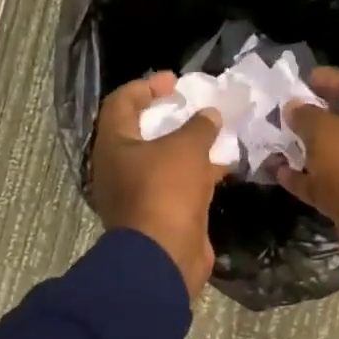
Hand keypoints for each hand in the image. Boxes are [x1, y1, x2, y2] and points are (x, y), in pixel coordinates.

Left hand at [89, 72, 226, 297]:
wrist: (164, 256)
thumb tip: (210, 114)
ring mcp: (139, 192)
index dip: (146, 86)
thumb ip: (199, 126)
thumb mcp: (185, 149)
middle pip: (143, 132)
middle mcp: (120, 167)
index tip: (175, 81)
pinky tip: (224, 166)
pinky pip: (178, 183)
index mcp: (114, 145)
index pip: (121, 102)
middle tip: (196, 106)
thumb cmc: (165, 190)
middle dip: (172, 117)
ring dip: (190, 145)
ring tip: (218, 132)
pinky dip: (198, 172)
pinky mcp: (160, 213)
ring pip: (165, 159)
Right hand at [279, 67, 338, 281]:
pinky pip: (322, 185)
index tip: (303, 78)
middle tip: (280, 111)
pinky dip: (301, 178)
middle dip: (311, 115)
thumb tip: (294, 106)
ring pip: (329, 155)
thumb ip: (308, 116)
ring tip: (272, 141)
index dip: (330, 78)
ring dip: (302, 149)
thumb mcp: (328, 134)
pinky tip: (276, 172)